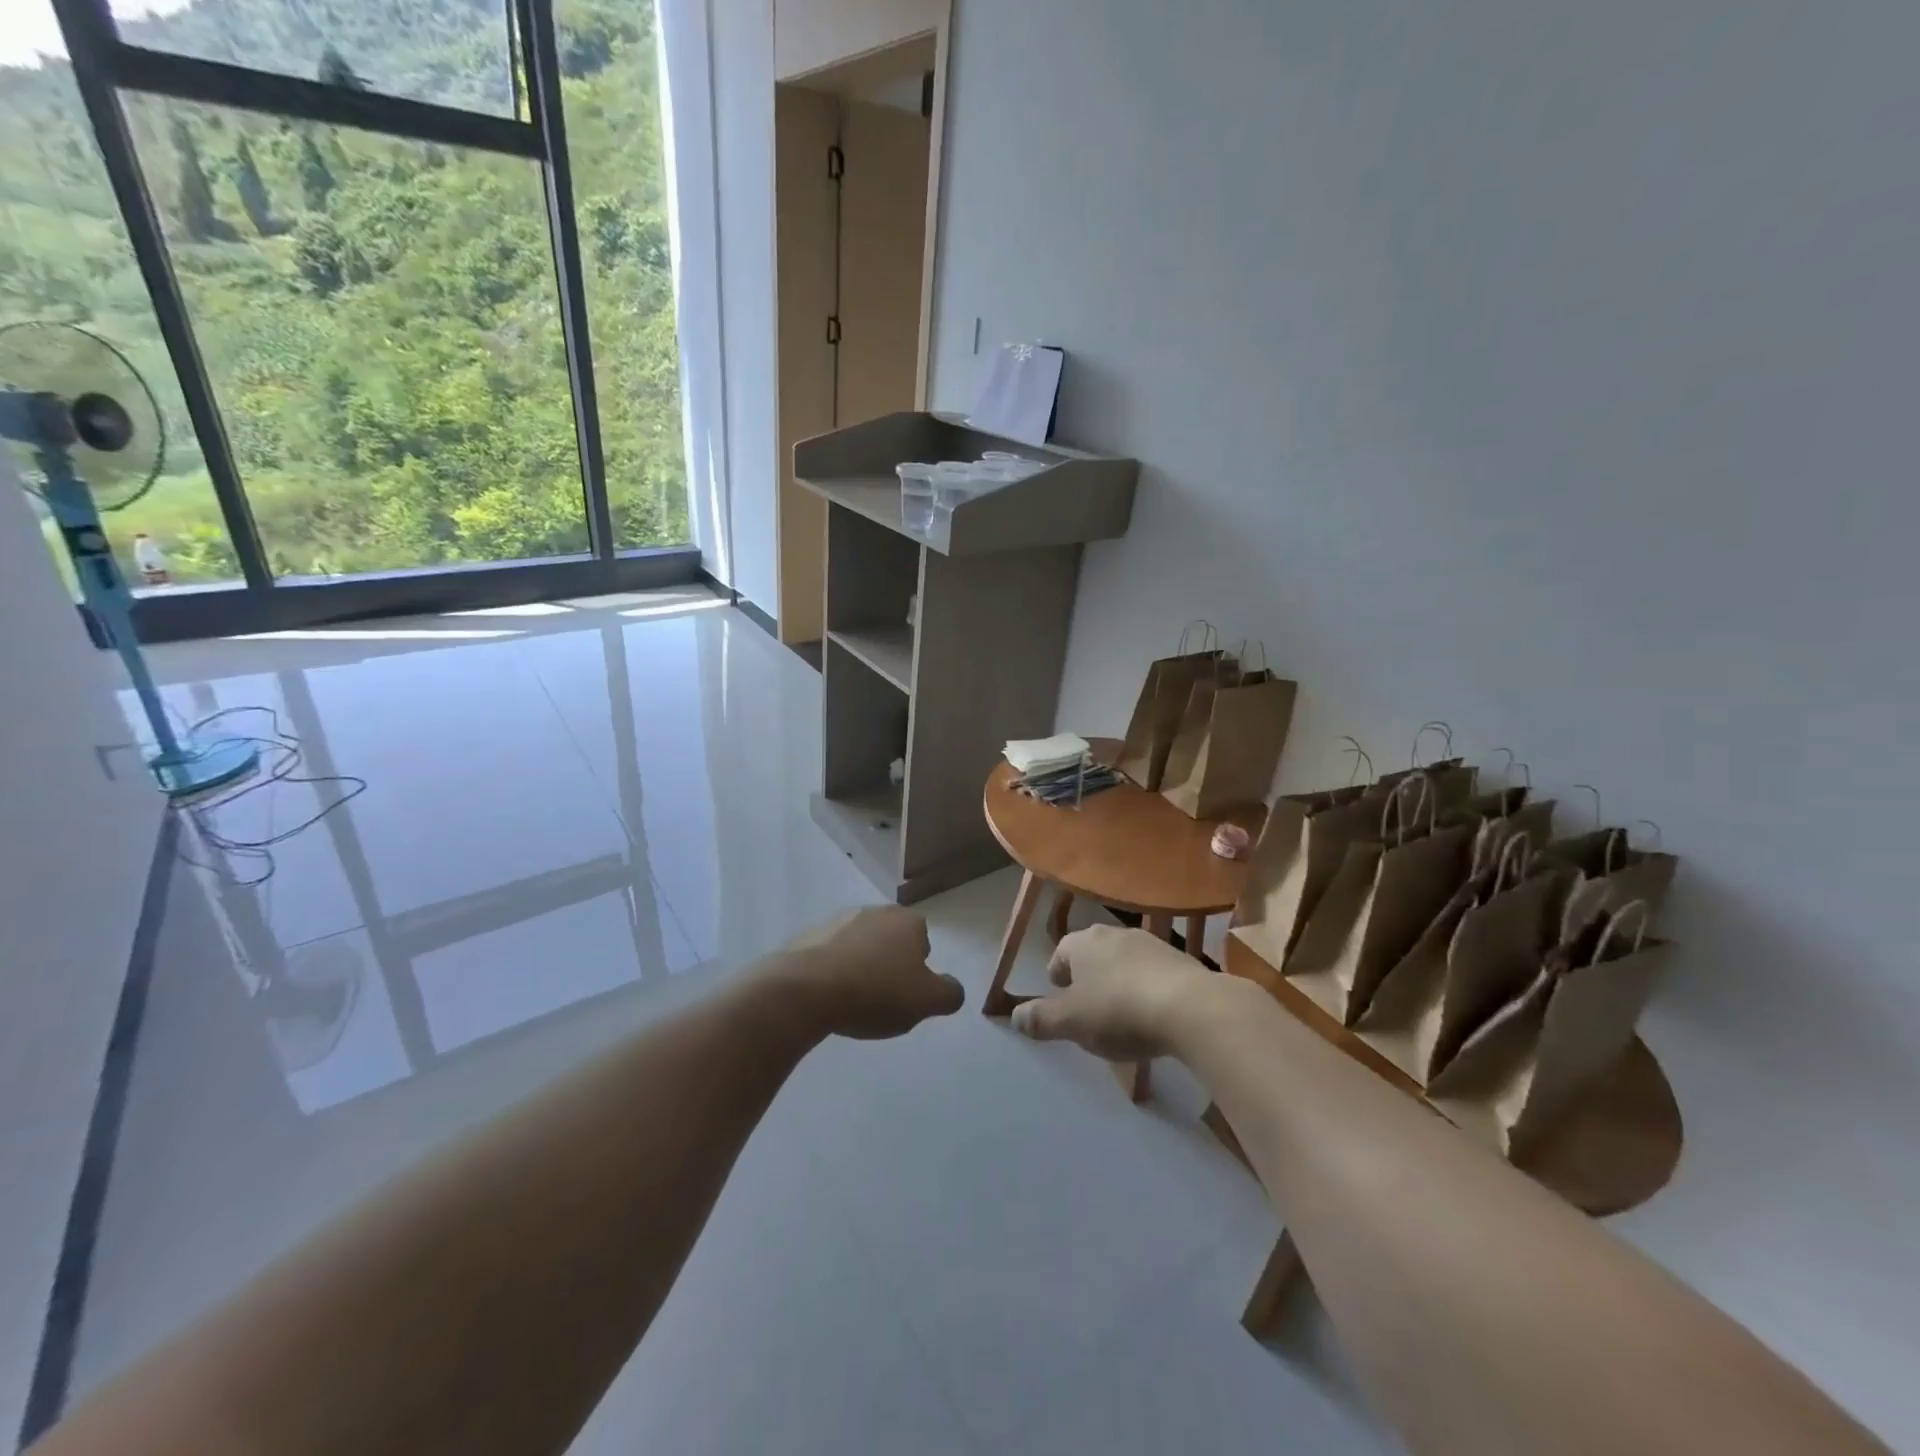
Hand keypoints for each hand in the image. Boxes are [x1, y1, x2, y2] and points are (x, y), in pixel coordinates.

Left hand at [776, 907, 964, 1039]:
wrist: (805, 989)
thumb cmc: (875, 992)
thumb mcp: (927, 1001)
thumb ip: (949, 994)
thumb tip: (951, 989)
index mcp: (906, 921)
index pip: (923, 941)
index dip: (918, 969)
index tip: (906, 994)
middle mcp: (874, 911)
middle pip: (891, 940)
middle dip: (889, 964)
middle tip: (882, 998)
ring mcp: (838, 920)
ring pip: (860, 945)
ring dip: (860, 965)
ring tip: (852, 1000)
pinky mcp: (808, 935)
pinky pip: (830, 954)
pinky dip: (832, 970)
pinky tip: (827, 996)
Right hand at [1010, 924, 1219, 1060]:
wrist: (1190, 1007)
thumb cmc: (1119, 1011)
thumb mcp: (1071, 1022)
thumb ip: (1041, 1019)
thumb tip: (1015, 1017)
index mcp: (1083, 942)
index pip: (1061, 952)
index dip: (1057, 974)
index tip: (1059, 995)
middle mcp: (1114, 933)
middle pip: (1093, 953)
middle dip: (1088, 976)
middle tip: (1087, 1006)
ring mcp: (1151, 943)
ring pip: (1124, 960)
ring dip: (1119, 980)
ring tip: (1121, 1012)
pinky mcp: (1181, 960)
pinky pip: (1153, 972)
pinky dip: (1146, 988)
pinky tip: (1152, 1014)